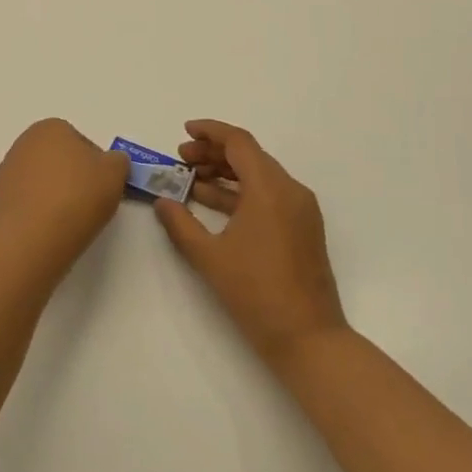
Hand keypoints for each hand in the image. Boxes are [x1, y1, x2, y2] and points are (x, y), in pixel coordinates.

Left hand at [0, 118, 128, 268]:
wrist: (32, 238)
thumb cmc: (77, 197)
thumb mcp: (115, 173)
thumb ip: (118, 161)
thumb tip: (112, 162)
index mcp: (51, 127)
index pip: (82, 143)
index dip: (96, 167)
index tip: (101, 188)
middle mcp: (24, 142)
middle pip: (58, 159)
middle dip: (72, 177)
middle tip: (87, 203)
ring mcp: (7, 170)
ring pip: (41, 180)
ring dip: (54, 194)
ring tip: (66, 220)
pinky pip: (26, 200)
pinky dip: (37, 210)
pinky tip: (46, 228)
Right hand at [153, 119, 348, 366]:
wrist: (308, 339)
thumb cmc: (256, 293)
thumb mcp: (209, 257)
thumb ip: (181, 224)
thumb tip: (162, 202)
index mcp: (270, 188)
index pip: (239, 142)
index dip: (210, 132)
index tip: (184, 132)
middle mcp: (290, 190)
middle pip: (249, 156)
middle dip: (213, 153)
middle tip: (181, 160)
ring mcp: (300, 210)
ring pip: (259, 176)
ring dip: (226, 173)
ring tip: (192, 180)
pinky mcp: (303, 229)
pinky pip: (269, 196)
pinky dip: (241, 193)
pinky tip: (214, 204)